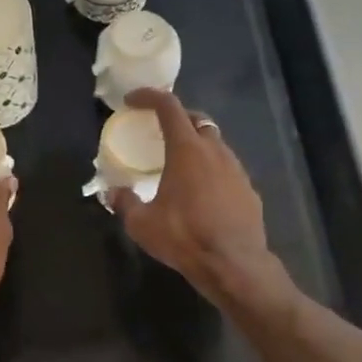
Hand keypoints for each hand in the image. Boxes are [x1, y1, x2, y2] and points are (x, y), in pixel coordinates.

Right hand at [113, 90, 280, 307]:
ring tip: (179, 162)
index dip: (149, 97)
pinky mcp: (249, 190)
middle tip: (159, 130)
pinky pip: (227, 169)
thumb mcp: (142, 223)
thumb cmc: (184, 237)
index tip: (132, 100)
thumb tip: (113, 193)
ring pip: (215, 144)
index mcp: (187, 150)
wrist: (234, 264)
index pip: (168, 107)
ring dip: (196, 144)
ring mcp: (236, 170)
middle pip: (197, 120)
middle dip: (177, 117)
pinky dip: (211, 169)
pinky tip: (202, 191)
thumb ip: (125, 203)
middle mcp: (215, 151)